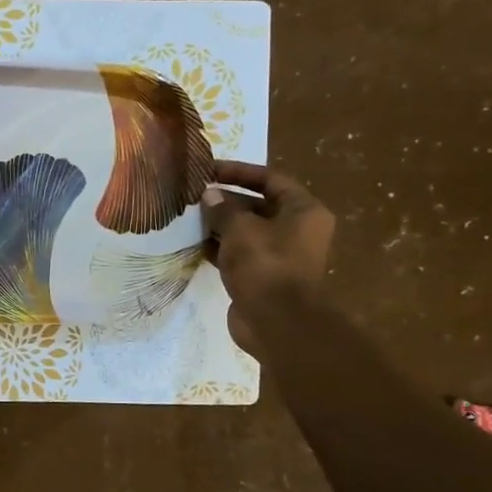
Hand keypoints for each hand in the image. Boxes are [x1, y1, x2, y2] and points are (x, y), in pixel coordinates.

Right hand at [201, 160, 334, 346]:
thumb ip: (222, 208)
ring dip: (220, 225)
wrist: (277, 322)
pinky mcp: (263, 276)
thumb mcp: (240, 229)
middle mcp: (297, 229)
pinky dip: (220, 248)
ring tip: (189, 218)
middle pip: (258, 205)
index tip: (209, 170)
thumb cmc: (265, 265)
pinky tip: (194, 244)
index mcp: (303, 210)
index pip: (271, 179)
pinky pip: (239, 254)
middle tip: (194, 196)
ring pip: (246, 231)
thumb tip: (209, 194)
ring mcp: (280, 255)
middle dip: (226, 200)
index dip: (239, 171)